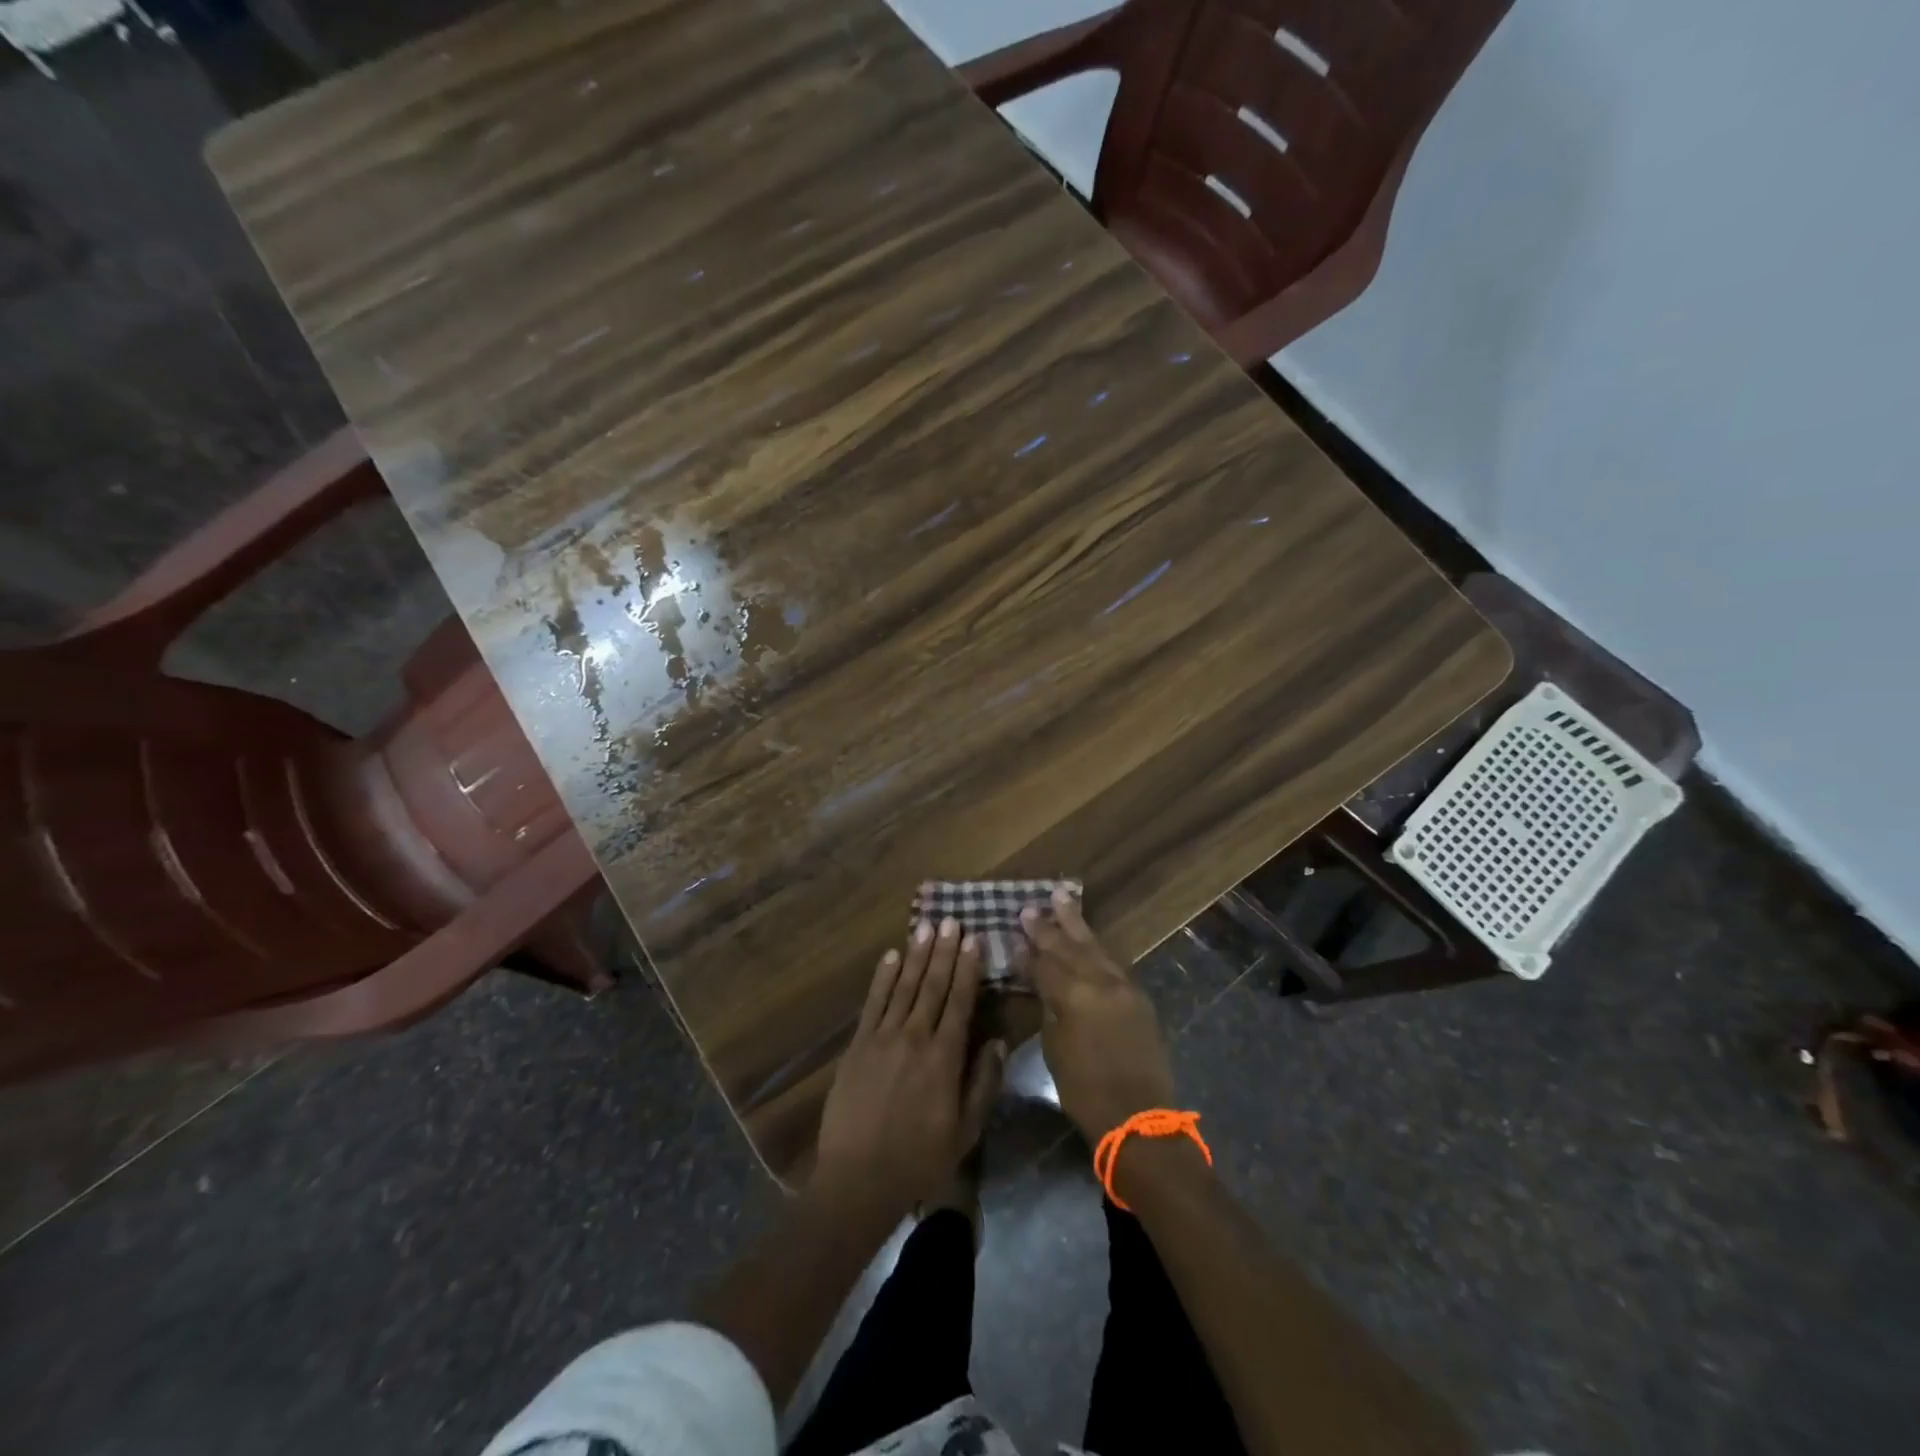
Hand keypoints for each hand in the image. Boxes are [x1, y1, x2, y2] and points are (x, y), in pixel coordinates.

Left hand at [812, 917, 1005, 1220]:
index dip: (968, 968)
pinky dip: (883, 977)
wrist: (859, 1178)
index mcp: (945, 1057)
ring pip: (905, 986)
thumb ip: (983, 1083)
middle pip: (933, 985)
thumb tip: (998, 1041)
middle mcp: (915, 1037)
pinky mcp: (858, 1044)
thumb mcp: (966, 1130)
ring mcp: (883, 1037)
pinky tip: (892, 956)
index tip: (974, 940)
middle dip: (944, 951)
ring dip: (917, 955)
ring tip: (926, 927)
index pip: (960, 1001)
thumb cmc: (920, 1159)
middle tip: (951, 921)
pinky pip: (873, 1002)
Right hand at [1020, 888, 1175, 1140]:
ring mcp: (1123, 986)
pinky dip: (1096, 946)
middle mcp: (1100, 982)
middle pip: (1069, 947)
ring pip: (1094, 946)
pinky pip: (1112, 961)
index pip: (1043, 965)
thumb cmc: (1086, 1092)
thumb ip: (1049, 1009)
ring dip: (1076, 924)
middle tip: (1030, 907)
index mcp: (1074, 996)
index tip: (1011, 934)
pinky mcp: (1138, 996)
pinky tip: (1087, 937)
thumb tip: (1043, 987)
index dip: (1025, 952)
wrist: (1140, 1118)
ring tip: (1061, 898)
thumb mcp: (1055, 1050)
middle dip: (1048, 927)